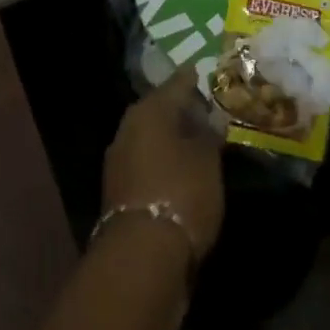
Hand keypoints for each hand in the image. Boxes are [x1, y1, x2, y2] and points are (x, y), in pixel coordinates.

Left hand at [101, 66, 225, 262]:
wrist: (142, 256)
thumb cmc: (181, 193)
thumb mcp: (207, 161)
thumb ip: (209, 134)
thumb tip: (211, 117)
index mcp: (149, 110)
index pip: (176, 84)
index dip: (193, 79)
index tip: (206, 72)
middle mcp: (129, 127)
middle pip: (159, 110)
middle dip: (181, 109)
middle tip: (207, 109)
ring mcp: (120, 159)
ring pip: (151, 136)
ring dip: (171, 137)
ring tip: (199, 140)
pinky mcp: (119, 189)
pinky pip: (147, 161)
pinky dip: (163, 160)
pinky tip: (181, 168)